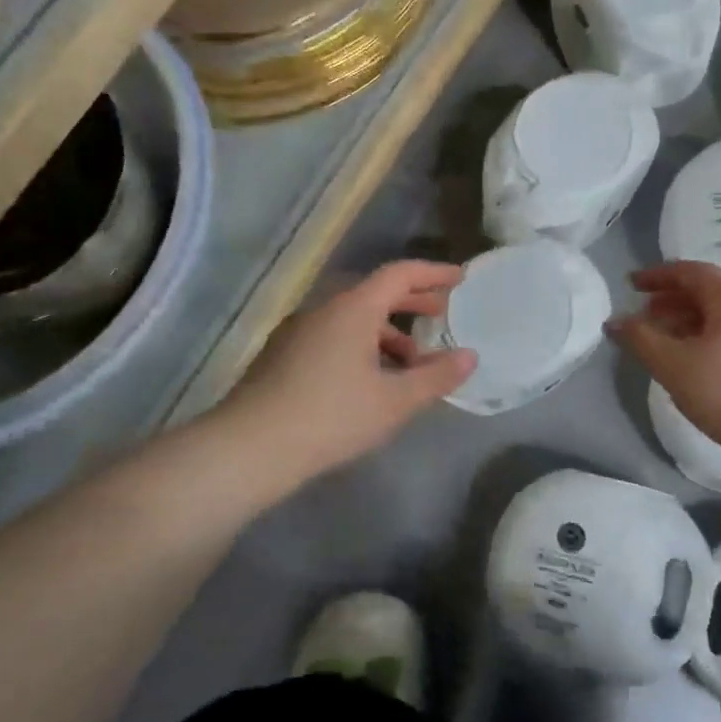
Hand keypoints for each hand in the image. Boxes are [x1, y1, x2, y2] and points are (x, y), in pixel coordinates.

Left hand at [223, 261, 476, 481]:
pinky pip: (333, 336)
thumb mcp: (395, 400)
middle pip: (374, 293)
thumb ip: (436, 377)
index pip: (399, 274)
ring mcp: (298, 331)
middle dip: (411, 302)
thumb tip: (469, 356)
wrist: (251, 447)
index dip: (433, 273)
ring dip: (387, 332)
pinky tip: (370, 380)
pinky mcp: (282, 355)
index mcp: (352, 309)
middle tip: (440, 315)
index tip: (459, 279)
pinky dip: (361, 346)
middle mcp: (323, 309)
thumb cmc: (331, 417)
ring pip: (352, 319)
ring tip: (411, 363)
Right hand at [609, 261, 720, 461]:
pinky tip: (697, 362)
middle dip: (671, 300)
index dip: (657, 276)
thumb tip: (615, 321)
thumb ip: (641, 340)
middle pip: (707, 291)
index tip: (631, 285)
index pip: (689, 271)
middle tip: (644, 317)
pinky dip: (708, 336)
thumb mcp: (675, 366)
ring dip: (688, 321)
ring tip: (665, 342)